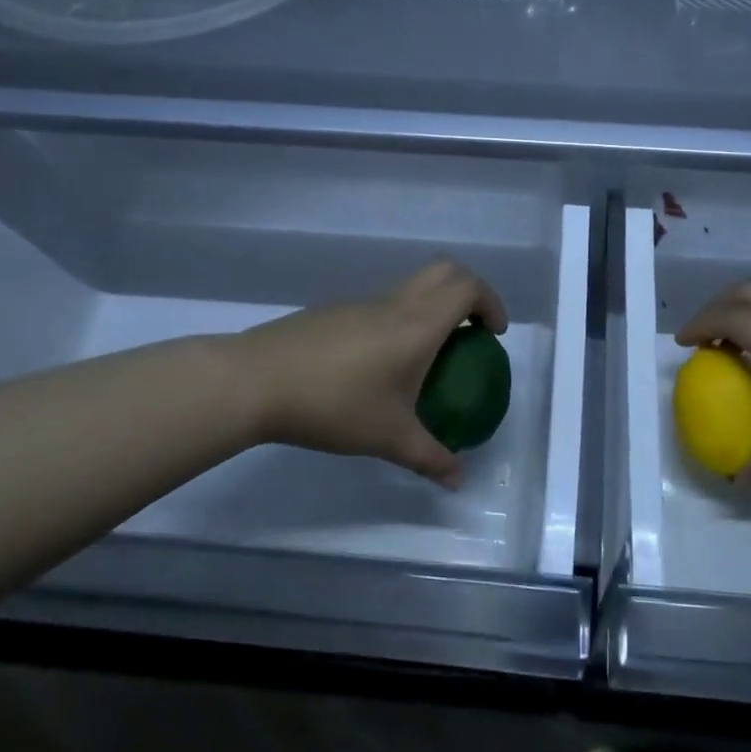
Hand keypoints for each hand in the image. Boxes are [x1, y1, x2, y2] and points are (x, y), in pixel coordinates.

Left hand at [226, 260, 508, 487]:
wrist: (256, 381)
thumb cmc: (334, 405)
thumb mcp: (389, 438)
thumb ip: (430, 457)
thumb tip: (458, 480)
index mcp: (417, 324)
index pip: (468, 288)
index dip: (491, 303)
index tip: (494, 334)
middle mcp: (395, 303)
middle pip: (445, 271)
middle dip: (468, 292)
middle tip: (471, 330)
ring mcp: (361, 302)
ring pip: (411, 285)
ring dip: (432, 305)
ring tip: (429, 353)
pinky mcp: (334, 311)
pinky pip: (382, 303)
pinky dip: (401, 318)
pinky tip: (381, 364)